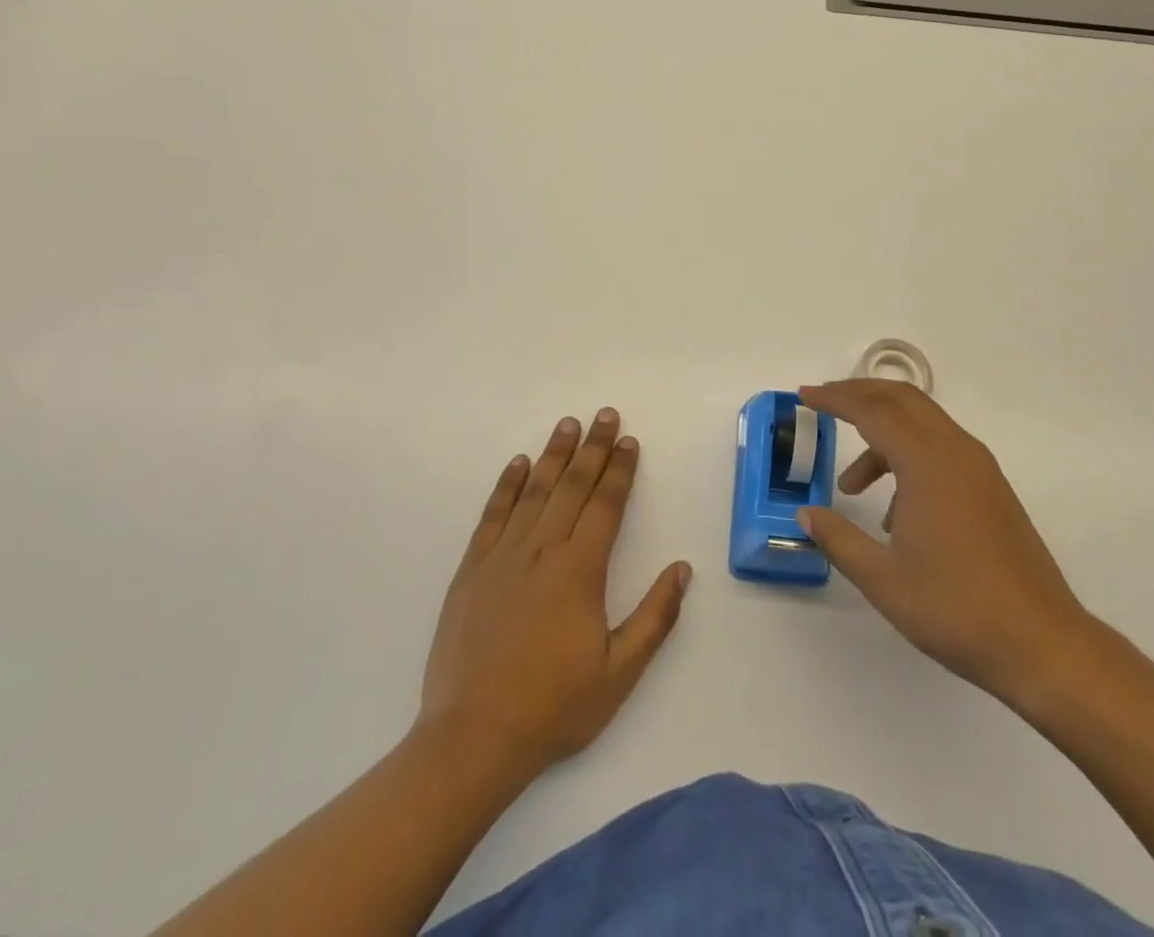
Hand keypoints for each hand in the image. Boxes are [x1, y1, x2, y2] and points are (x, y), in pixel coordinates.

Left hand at [419, 409, 690, 776]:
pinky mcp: (472, 570)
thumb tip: (681, 568)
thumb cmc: (554, 707)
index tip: (629, 441)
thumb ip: (654, 617)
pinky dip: (506, 486)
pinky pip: (492, 515)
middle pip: (572, 486)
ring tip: (568, 424)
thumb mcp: (619, 673)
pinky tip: (517, 463)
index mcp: (579, 571)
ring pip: (534, 492)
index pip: (605, 505)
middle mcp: (542, 551)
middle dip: (593, 448)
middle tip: (605, 414)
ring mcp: (503, 557)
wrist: (473, 738)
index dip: (620, 471)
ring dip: (554, 455)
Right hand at [797, 380, 1092, 714]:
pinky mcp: (991, 488)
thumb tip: (806, 515)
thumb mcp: (882, 579)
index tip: (804, 396)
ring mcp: (979, 468)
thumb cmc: (956, 608)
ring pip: (923, 423)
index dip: (834, 398)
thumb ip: (839, 539)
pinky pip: (941, 450)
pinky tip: (894, 514)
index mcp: (927, 462)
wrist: (1041, 644)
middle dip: (859, 395)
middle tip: (823, 404)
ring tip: (851, 485)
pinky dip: (908, 457)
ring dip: (882, 434)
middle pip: (901, 399)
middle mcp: (956, 451)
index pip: (872, 410)